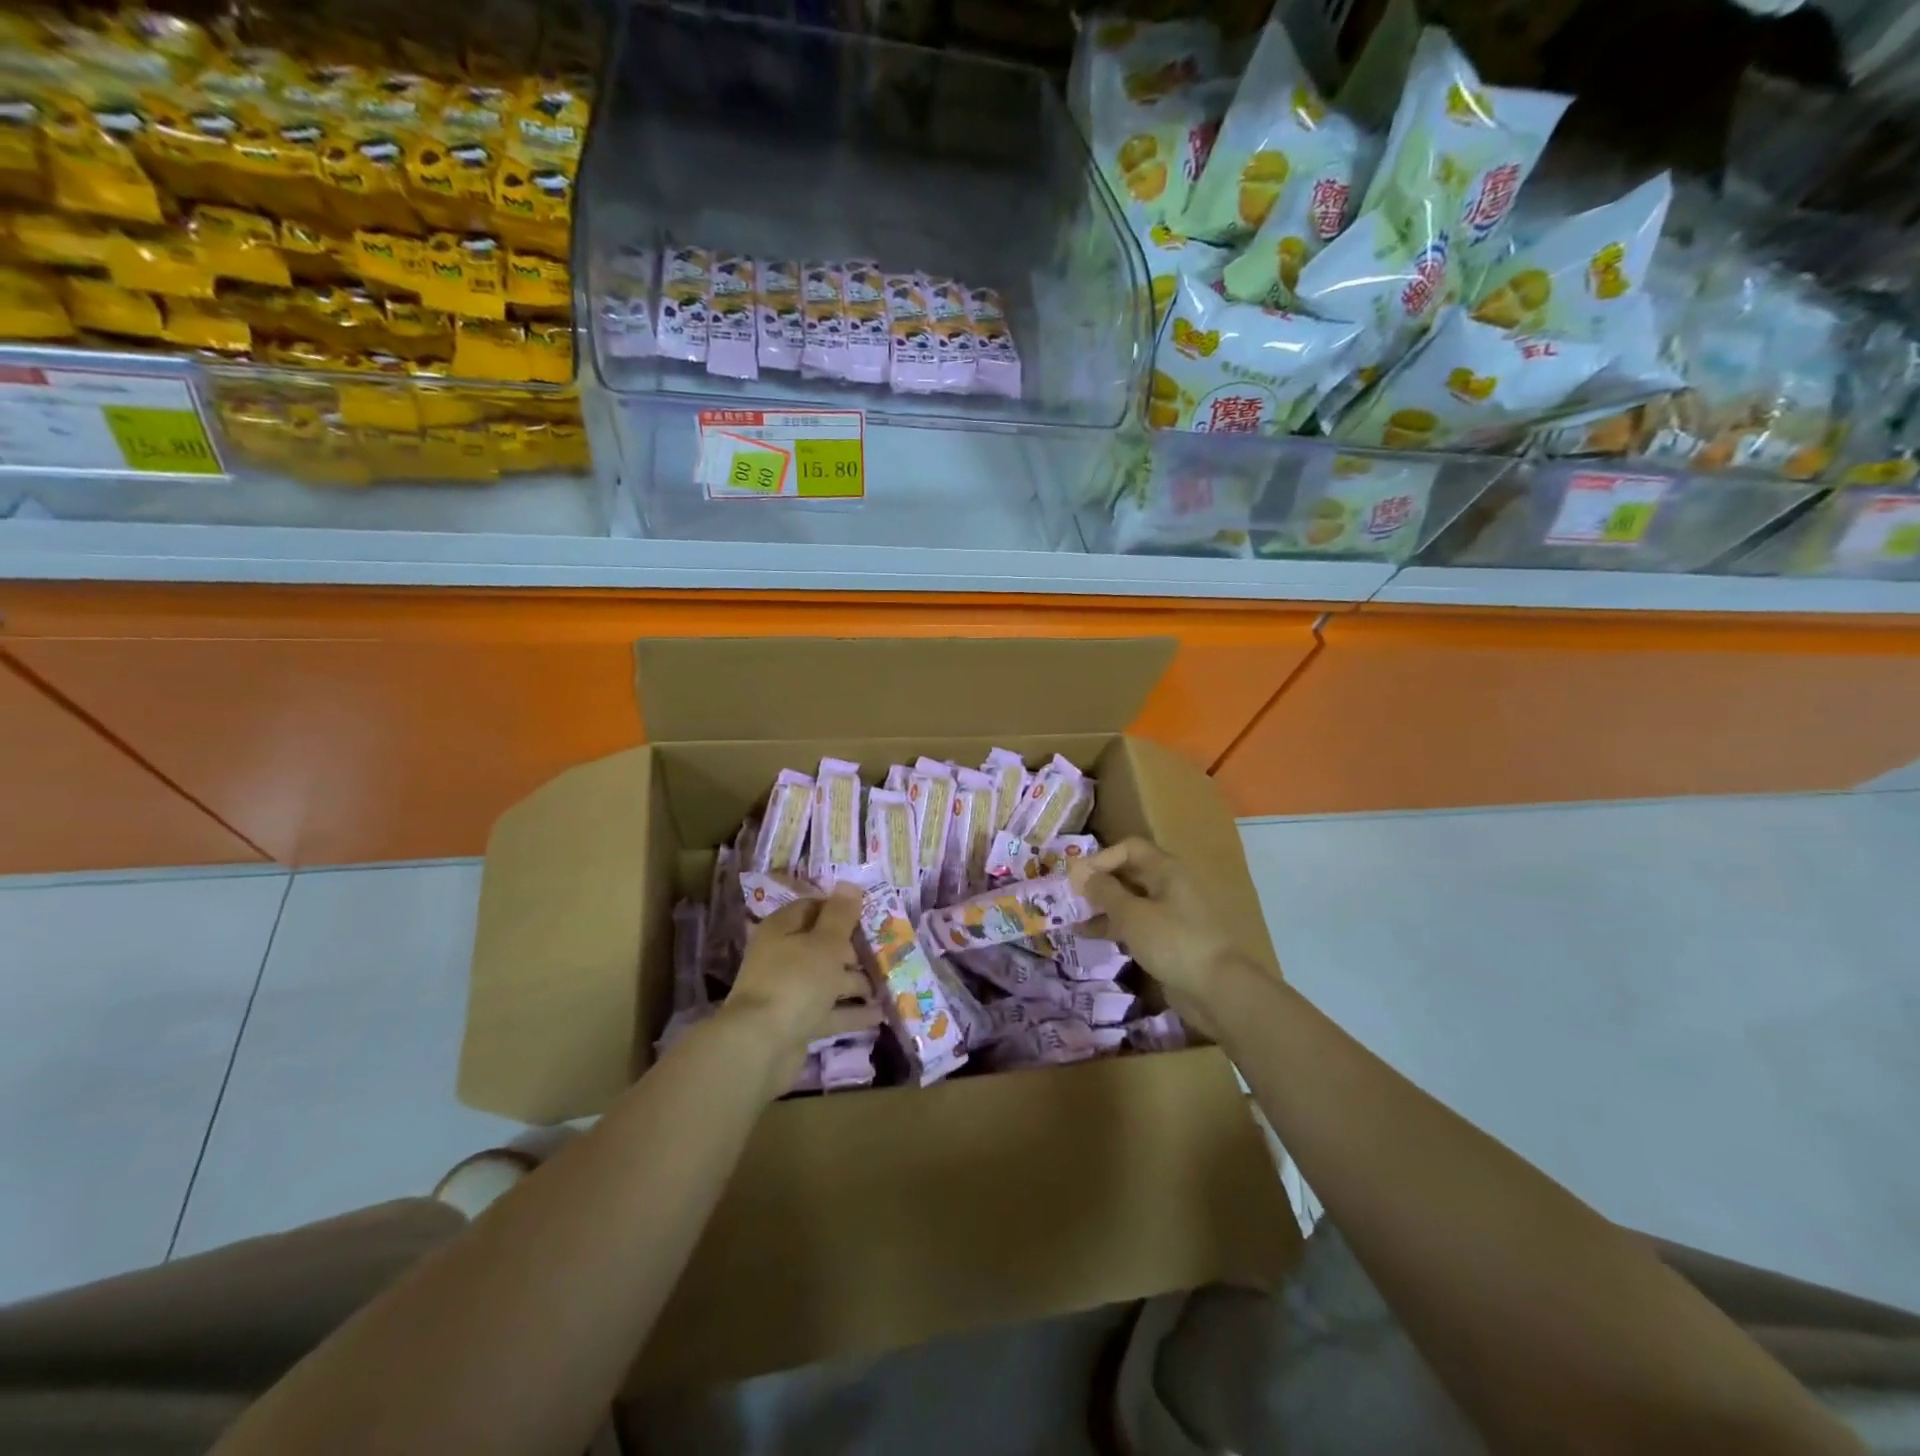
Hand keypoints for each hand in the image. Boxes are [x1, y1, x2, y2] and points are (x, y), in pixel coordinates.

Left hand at [719, 885, 880, 1097]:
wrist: (761, 1046)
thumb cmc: (796, 981)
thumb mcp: (825, 943)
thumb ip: (841, 915)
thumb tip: (850, 884)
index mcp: (782, 930)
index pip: (813, 908)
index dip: (840, 910)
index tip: (869, 915)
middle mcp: (782, 957)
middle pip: (822, 946)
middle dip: (852, 951)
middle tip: (884, 953)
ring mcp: (788, 992)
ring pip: (827, 980)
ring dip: (855, 983)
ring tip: (887, 985)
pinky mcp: (796, 1022)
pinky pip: (828, 1011)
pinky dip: (851, 1012)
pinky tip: (879, 1015)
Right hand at [1068, 837, 1266, 1038]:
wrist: (1217, 990)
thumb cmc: (1173, 942)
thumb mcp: (1132, 914)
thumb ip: (1104, 891)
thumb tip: (1081, 873)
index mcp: (1167, 870)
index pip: (1129, 848)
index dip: (1101, 858)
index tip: (1076, 878)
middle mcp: (1170, 886)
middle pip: (1129, 873)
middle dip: (1099, 883)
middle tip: (1070, 897)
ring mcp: (1171, 914)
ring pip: (1131, 901)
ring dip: (1103, 907)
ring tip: (1073, 918)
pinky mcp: (1169, 939)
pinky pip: (1137, 924)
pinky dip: (1115, 926)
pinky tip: (1090, 935)